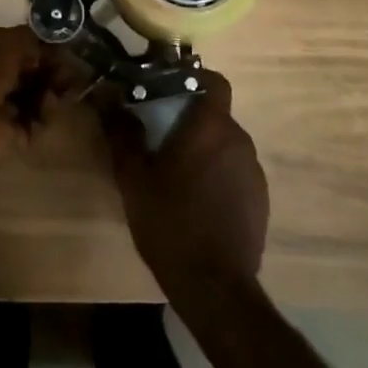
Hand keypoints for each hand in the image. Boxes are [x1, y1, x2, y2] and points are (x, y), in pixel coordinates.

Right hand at [104, 70, 267, 298]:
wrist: (215, 288)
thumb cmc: (171, 222)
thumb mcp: (134, 178)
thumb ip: (122, 133)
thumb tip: (106, 96)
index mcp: (211, 126)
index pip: (215, 81)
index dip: (195, 79)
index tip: (171, 90)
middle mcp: (239, 139)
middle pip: (217, 115)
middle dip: (192, 120)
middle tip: (163, 136)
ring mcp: (254, 171)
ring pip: (226, 144)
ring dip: (206, 150)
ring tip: (178, 174)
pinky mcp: (260, 200)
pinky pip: (237, 172)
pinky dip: (220, 176)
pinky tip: (199, 203)